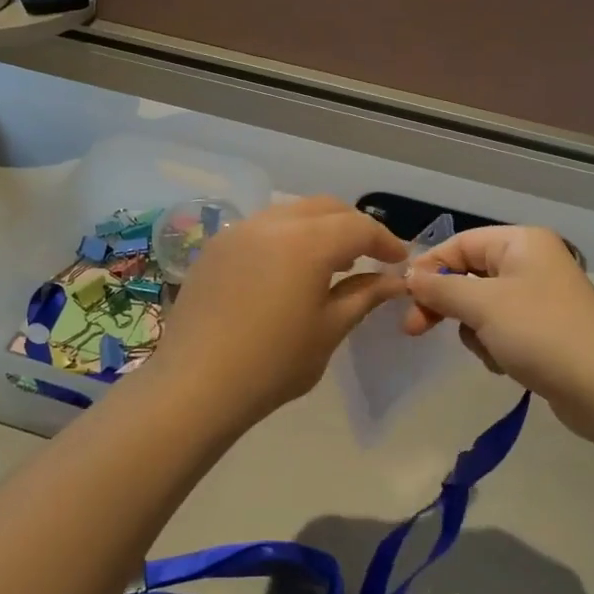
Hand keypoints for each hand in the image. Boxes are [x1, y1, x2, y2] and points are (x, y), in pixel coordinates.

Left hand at [151, 196, 406, 426]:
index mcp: (307, 242)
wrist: (194, 385)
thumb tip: (394, 281)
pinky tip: (288, 270)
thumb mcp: (329, 330)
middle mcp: (273, 223)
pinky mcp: (216, 246)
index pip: (358, 227)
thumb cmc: (272, 364)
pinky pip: (262, 227)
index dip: (384, 241)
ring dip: (320, 228)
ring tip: (331, 264)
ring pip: (292, 212)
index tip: (399, 261)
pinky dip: (287, 237)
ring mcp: (239, 231)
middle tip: (369, 256)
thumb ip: (363, 296)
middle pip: (326, 208)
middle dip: (353, 227)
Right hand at [401, 226, 593, 438]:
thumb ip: (441, 289)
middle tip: (415, 329)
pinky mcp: (545, 329)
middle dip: (446, 304)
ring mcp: (540, 297)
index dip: (429, 267)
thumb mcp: (483, 306)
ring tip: (491, 351)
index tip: (404, 297)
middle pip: (469, 275)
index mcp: (521, 242)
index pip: (460, 244)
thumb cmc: (541, 333)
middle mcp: (531, 262)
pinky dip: (495, 346)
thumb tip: (410, 276)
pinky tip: (508, 364)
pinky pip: (502, 328)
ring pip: (481, 306)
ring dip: (475, 331)